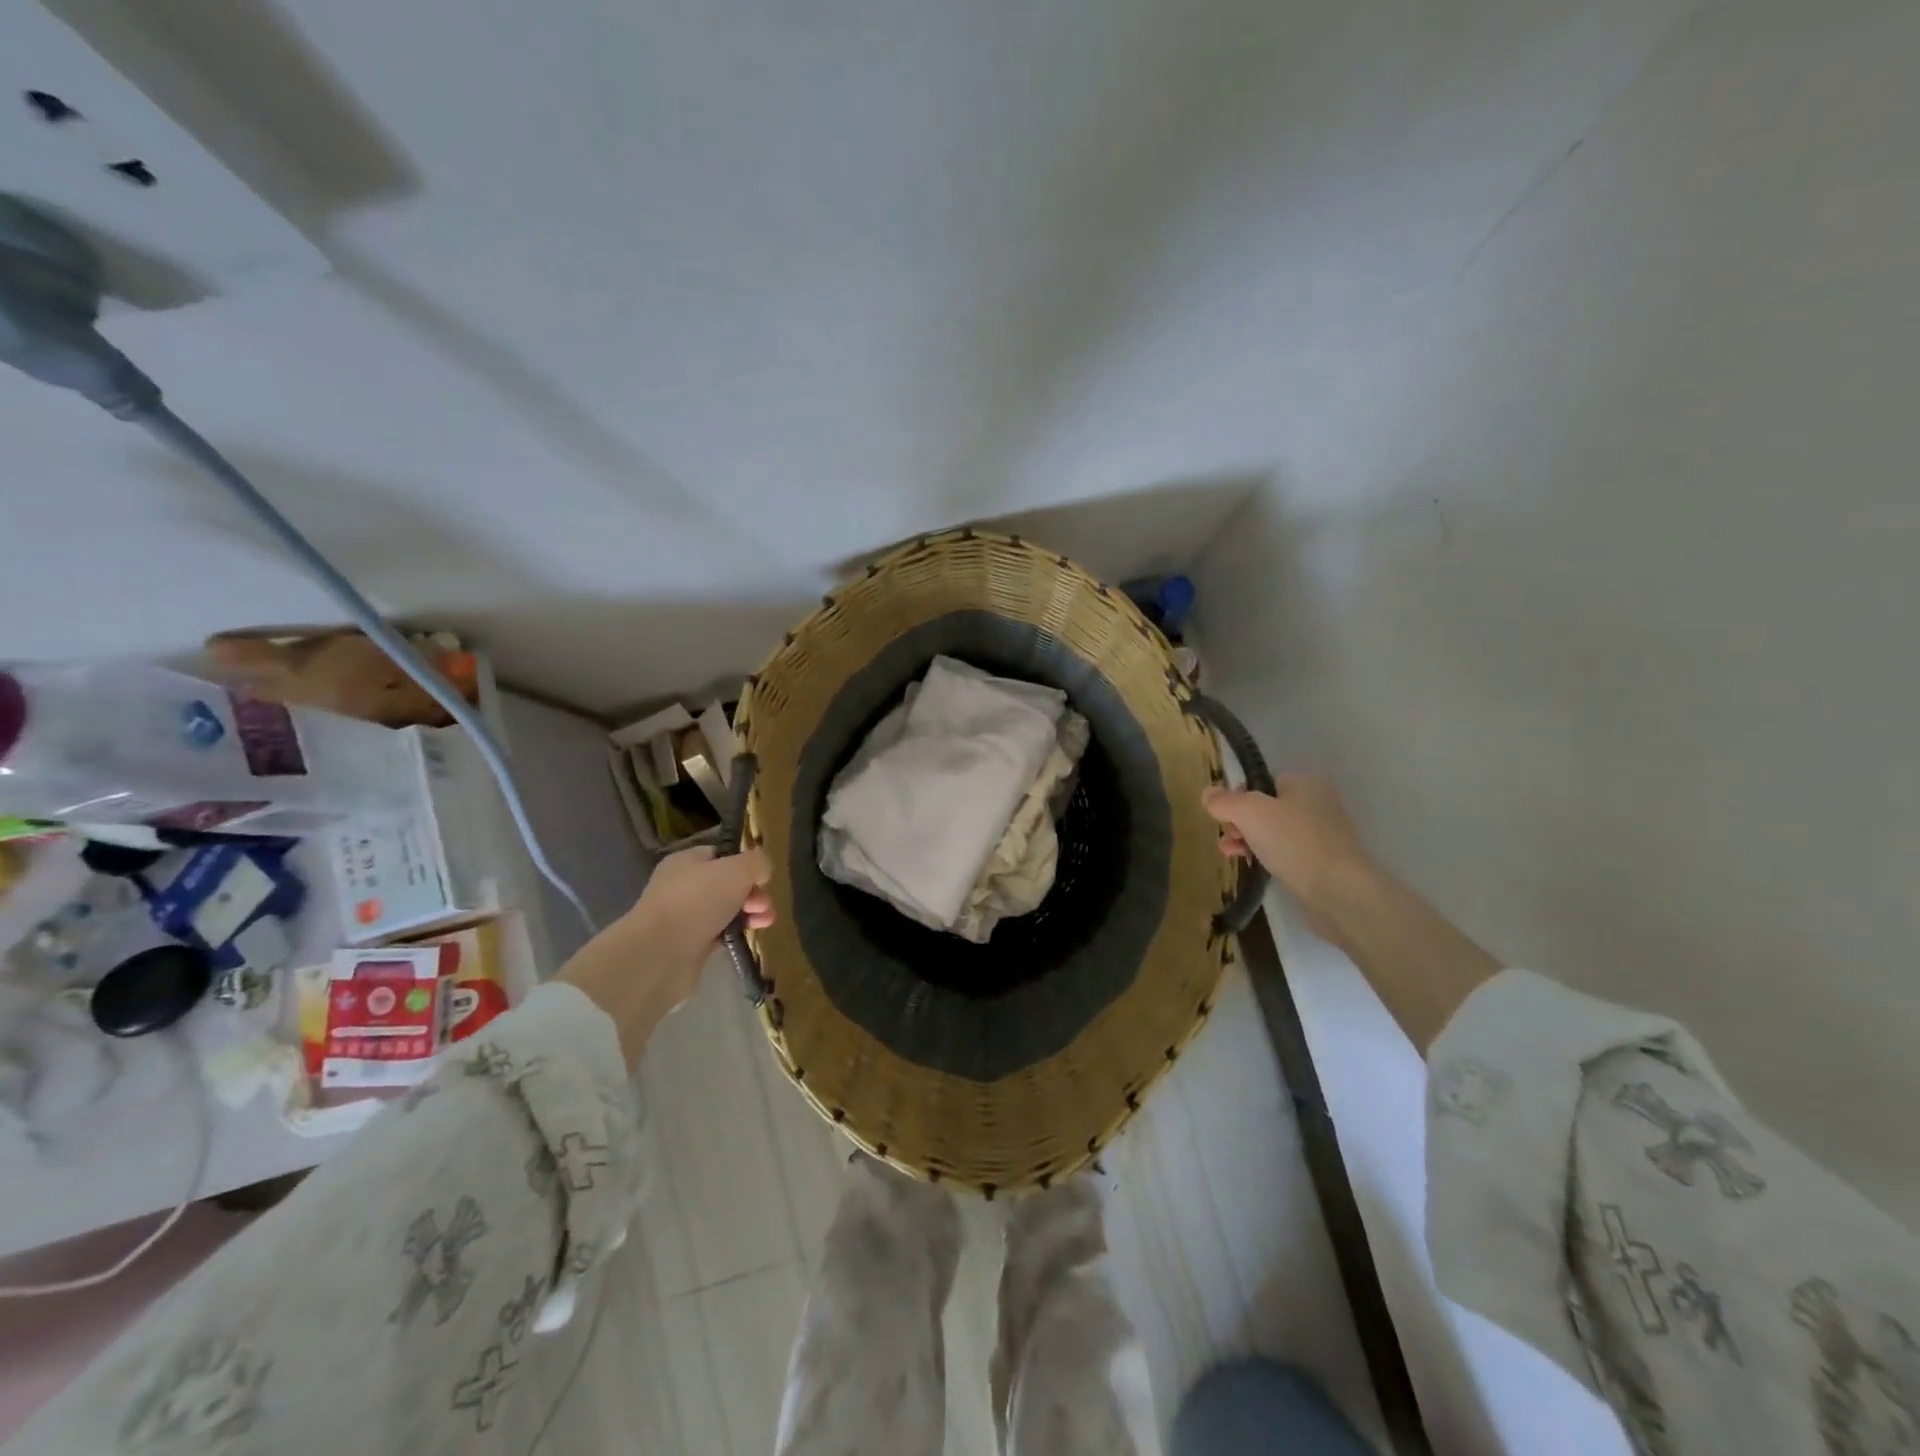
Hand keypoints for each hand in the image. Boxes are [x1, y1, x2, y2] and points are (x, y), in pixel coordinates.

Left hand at [558, 846, 773, 1067]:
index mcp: (687, 861)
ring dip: (749, 913)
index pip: (721, 855)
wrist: (659, 955)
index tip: (763, 878)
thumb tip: (762, 870)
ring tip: (765, 922)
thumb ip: (756, 863)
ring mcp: (684, 917)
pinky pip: (719, 934)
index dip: (745, 864)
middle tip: (764, 905)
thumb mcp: (737, 869)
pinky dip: (735, 934)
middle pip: (727, 884)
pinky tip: (748, 937)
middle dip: (752, 892)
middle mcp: (683, 886)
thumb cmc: (698, 901)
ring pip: (725, 910)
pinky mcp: (689, 945)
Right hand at [1203, 775, 1372, 919]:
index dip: (1240, 796)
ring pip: (1275, 832)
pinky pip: (1286, 853)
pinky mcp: (1322, 862)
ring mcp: (1323, 834)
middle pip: (1267, 807)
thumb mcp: (1249, 813)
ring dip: (1249, 840)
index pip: (1264, 781)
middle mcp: (1318, 803)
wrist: (1337, 890)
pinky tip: (1252, 866)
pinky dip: (1267, 856)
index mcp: (1306, 783)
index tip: (1225, 814)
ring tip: (1230, 853)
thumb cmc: (1293, 841)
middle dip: (1241, 822)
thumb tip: (1207, 793)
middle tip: (1227, 835)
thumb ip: (1225, 801)